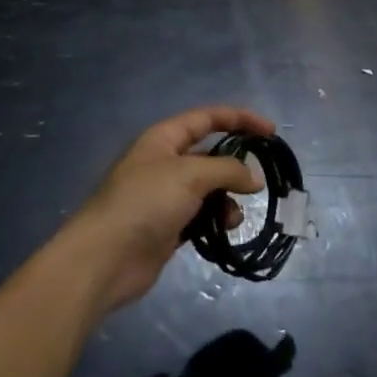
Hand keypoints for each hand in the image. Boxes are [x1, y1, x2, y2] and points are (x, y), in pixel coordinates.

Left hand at [59, 106, 270, 313]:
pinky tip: (225, 230)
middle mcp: (165, 162)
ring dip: (227, 198)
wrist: (105, 258)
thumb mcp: (189, 175)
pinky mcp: (168, 226)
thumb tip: (254, 177)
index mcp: (164, 138)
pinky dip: (216, 220)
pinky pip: (202, 215)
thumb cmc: (145, 203)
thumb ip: (226, 170)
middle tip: (260, 180)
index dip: (239, 119)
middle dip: (235, 165)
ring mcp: (165, 196)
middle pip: (209, 154)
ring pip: (208, 188)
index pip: (207, 118)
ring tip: (234, 214)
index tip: (270, 132)